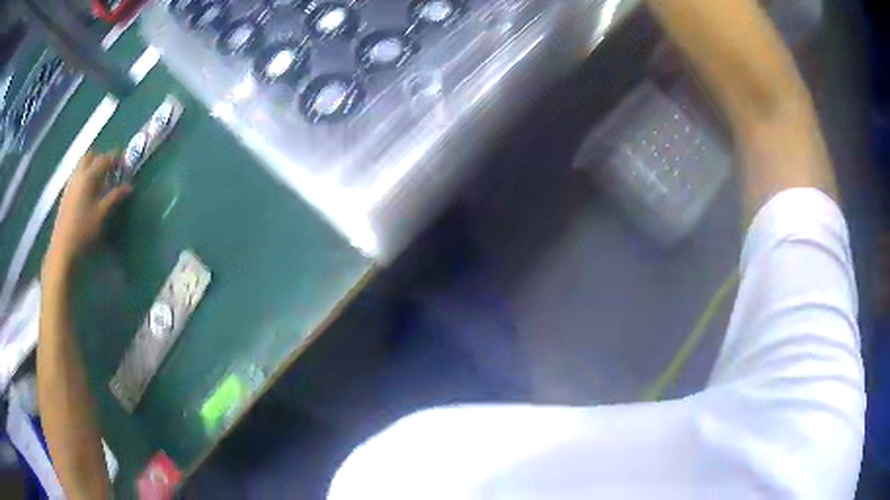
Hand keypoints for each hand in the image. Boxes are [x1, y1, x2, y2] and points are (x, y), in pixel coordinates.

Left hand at [45, 152, 131, 271]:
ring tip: (101, 182)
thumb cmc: (83, 230)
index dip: (117, 159)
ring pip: (83, 165)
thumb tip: (129, 187)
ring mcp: (70, 183)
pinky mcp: (66, 193)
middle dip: (102, 159)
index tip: (126, 166)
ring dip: (93, 167)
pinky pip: (77, 175)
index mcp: (89, 176)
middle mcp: (78, 174)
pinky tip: (88, 192)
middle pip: (91, 156)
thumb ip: (114, 197)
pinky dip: (85, 176)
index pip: (105, 159)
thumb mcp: (101, 214)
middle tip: (111, 171)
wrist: (62, 247)